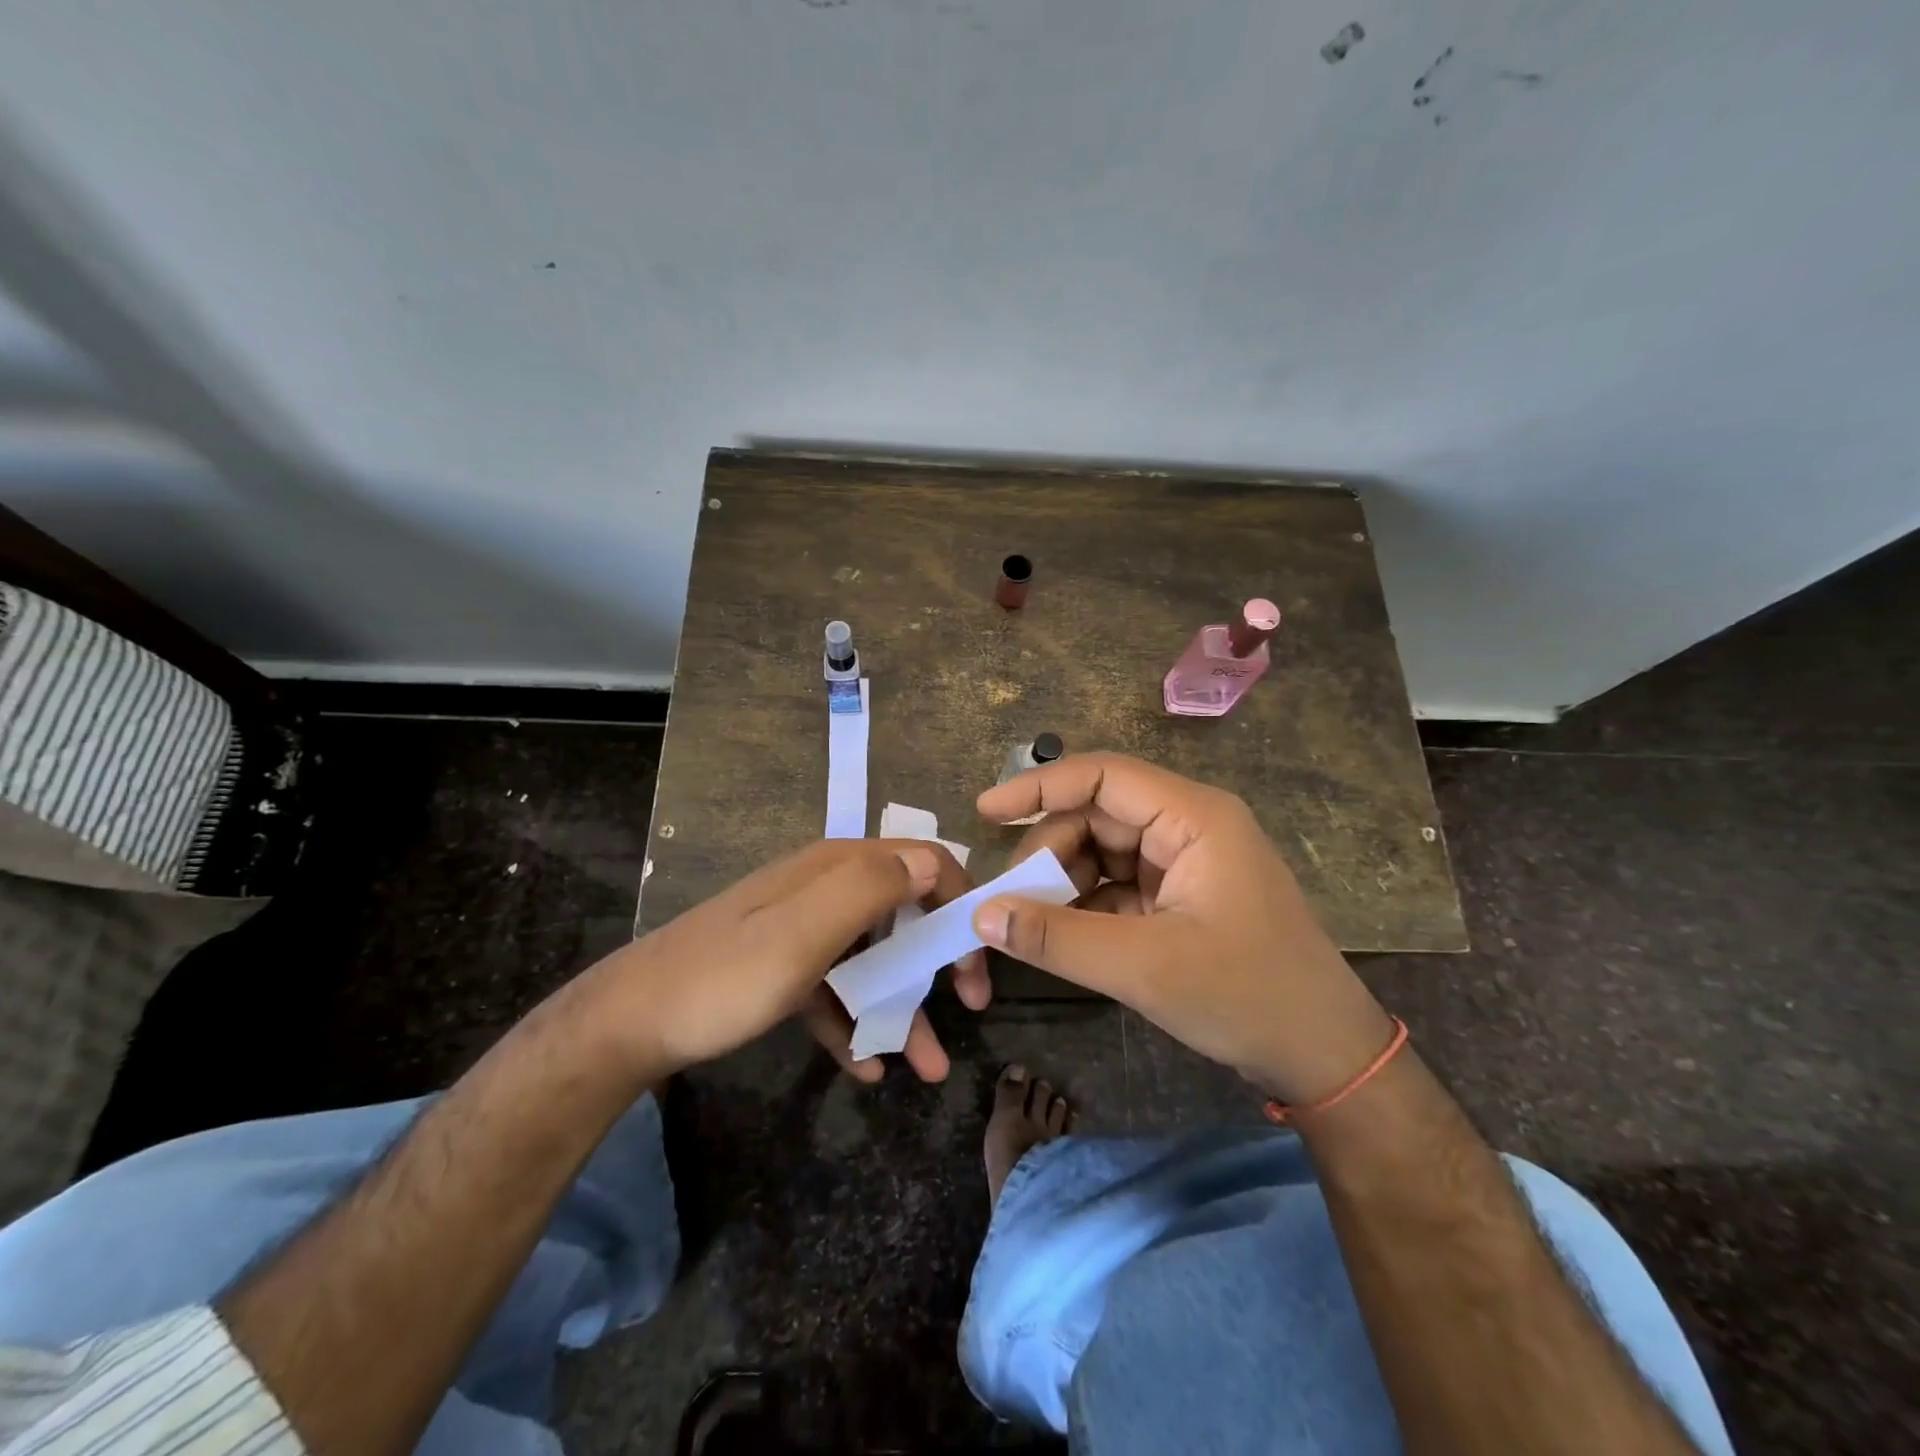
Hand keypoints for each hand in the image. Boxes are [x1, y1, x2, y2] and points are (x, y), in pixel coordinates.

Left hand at [579, 837, 976, 1080]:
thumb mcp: (802, 933)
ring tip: (926, 1067)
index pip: (922, 863)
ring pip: (872, 959)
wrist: (631, 1024)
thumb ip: (868, 889)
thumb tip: (931, 862)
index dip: (958, 904)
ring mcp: (803, 928)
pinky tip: (866, 1068)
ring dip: (902, 1007)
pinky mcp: (784, 965)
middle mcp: (825, 888)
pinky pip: (835, 988)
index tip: (976, 960)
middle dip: (938, 961)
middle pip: (903, 913)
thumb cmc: (726, 977)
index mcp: (835, 868)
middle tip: (967, 1010)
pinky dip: (855, 1021)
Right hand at [973, 753, 1395, 1103]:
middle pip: (1096, 816)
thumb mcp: (1144, 968)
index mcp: (1193, 817)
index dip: (1039, 786)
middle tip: (1009, 902)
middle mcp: (1187, 826)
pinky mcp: (1179, 897)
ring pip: (1100, 852)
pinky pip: (1115, 885)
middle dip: (1048, 854)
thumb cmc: (1246, 996)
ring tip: (1033, 924)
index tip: (985, 811)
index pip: (1103, 776)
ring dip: (1062, 883)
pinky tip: (1060, 937)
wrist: (1323, 1056)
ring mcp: (1184, 862)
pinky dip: (1083, 906)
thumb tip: (982, 915)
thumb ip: (1057, 938)